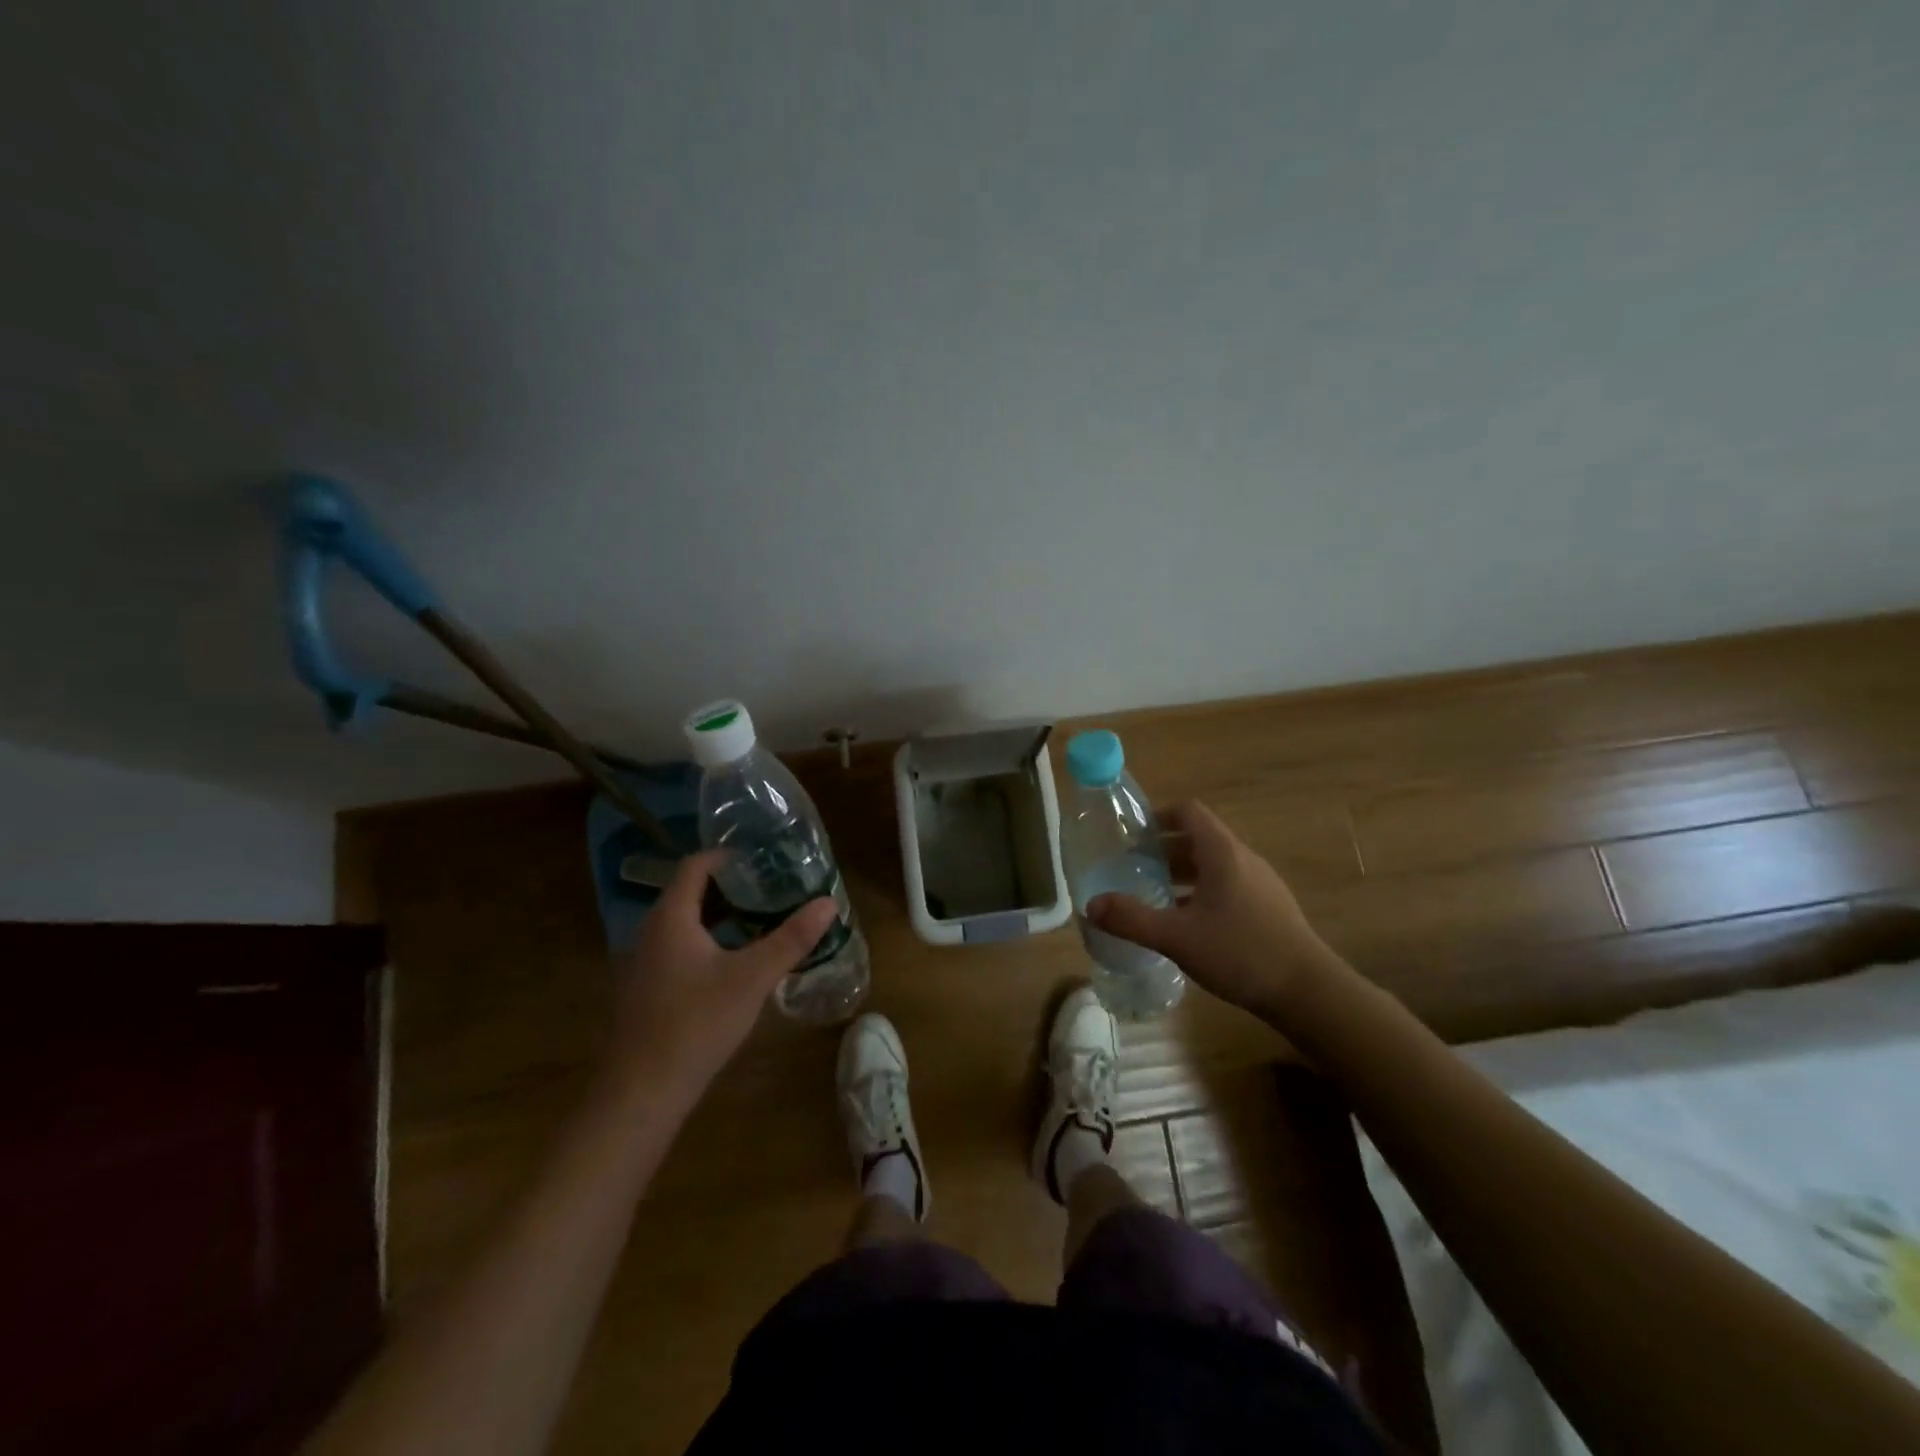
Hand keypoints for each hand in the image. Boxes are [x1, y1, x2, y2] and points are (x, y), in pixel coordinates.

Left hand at [609, 852, 837, 1097]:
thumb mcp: (753, 978)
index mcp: (671, 917)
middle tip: (772, 886)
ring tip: (761, 917)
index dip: (727, 856)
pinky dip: (708, 940)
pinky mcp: (648, 989)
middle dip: (730, 886)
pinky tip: (735, 961)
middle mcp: (651, 931)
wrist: (642, 1092)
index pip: (695, 866)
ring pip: (685, 922)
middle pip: (690, 892)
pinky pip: (679, 947)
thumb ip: (791, 938)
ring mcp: (645, 962)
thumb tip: (828, 902)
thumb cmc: (697, 1023)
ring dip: (720, 915)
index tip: (763, 859)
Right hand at [1086, 800, 1337, 1019]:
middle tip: (1132, 867)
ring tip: (1153, 894)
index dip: (1159, 816)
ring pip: (1213, 865)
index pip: (1189, 812)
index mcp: (1222, 853)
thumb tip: (1091, 905)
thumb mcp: (1177, 937)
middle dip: (1163, 849)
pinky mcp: (1269, 908)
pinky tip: (1187, 923)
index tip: (1132, 835)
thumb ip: (1132, 919)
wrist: (1309, 992)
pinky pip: (1227, 886)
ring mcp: (1260, 884)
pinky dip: (1201, 892)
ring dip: (1182, 873)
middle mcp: (1243, 859)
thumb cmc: (1240, 952)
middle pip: (1198, 838)